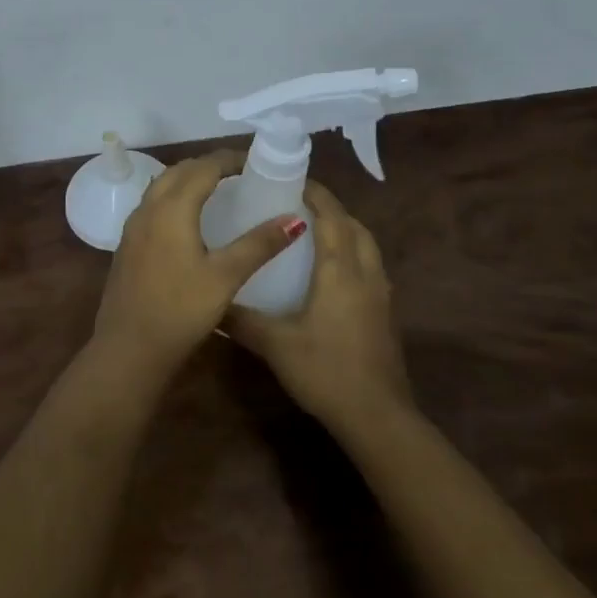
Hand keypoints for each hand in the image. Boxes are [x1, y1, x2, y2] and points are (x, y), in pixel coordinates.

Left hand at [91, 150, 302, 377]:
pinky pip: (152, 205)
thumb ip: (259, 245)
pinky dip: (173, 197)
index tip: (255, 162)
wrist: (128, 348)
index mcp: (172, 209)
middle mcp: (148, 209)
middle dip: (208, 165)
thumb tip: (295, 218)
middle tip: (240, 173)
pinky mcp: (127, 245)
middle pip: (179, 171)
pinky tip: (188, 220)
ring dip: (188, 179)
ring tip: (217, 190)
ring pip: (161, 186)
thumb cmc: (181, 311)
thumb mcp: (226, 277)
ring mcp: (133, 227)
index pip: (203, 167)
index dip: (229, 159)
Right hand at [228, 181, 410, 430]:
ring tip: (314, 231)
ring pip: (367, 246)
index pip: (332, 217)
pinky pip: (370, 267)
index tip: (293, 181)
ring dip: (345, 230)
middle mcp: (366, 274)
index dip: (316, 194)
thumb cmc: (326, 371)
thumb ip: (242, 320)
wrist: (377, 416)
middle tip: (299, 204)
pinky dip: (353, 254)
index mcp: (341, 271)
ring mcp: (381, 295)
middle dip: (331, 209)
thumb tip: (211, 301)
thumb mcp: (275, 345)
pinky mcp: (385, 314)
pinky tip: (331, 273)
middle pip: (354, 226)